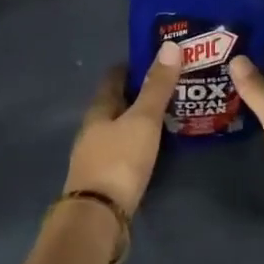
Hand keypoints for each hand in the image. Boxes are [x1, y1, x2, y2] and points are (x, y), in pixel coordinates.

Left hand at [61, 43, 182, 217]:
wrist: (98, 218)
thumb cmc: (119, 161)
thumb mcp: (143, 120)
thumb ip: (157, 87)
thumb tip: (170, 45)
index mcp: (98, 110)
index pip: (113, 78)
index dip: (132, 66)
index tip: (156, 58)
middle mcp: (93, 130)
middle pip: (116, 104)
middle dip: (139, 94)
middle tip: (170, 86)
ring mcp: (96, 156)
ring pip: (119, 129)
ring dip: (139, 121)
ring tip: (169, 116)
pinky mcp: (105, 180)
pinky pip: (124, 152)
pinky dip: (139, 144)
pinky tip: (156, 148)